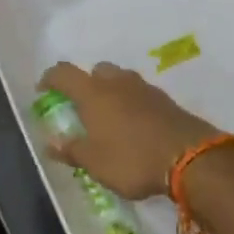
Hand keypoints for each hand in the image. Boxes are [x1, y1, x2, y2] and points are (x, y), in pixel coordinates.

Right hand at [38, 62, 222, 199]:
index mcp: (94, 93)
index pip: (65, 73)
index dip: (51, 78)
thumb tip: (51, 143)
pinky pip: (140, 94)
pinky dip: (132, 103)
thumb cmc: (132, 159)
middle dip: (86, 83)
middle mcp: (117, 83)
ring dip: (112, 92)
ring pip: (121, 80)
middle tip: (83, 107)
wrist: (189, 157)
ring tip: (110, 118)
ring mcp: (144, 88)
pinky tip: (135, 126)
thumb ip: (72, 150)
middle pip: (96, 71)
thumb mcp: (94, 163)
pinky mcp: (165, 100)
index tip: (43, 90)